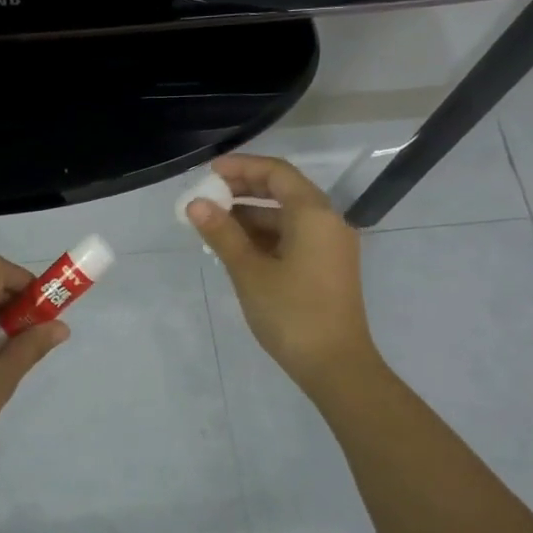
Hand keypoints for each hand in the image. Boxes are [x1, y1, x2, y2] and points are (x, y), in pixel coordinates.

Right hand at [188, 154, 376, 392]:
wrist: (336, 365)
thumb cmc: (291, 313)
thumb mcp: (249, 271)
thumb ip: (222, 233)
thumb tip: (196, 204)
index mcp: (313, 214)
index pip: (276, 173)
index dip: (242, 167)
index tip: (209, 173)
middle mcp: (327, 221)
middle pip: (283, 191)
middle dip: (243, 190)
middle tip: (207, 197)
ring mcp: (329, 245)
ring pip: (286, 217)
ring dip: (251, 216)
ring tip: (213, 225)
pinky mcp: (326, 266)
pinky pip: (293, 237)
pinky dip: (265, 236)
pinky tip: (236, 248)